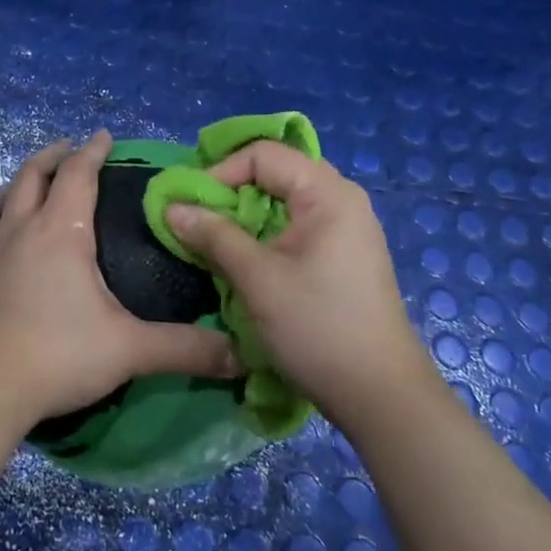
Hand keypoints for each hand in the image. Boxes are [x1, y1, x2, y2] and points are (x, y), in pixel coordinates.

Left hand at [0, 130, 237, 426]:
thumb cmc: (58, 354)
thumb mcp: (129, 349)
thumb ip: (184, 348)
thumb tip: (239, 354)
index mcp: (59, 232)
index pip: (77, 175)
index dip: (92, 152)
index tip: (103, 136)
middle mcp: (18, 233)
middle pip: (30, 177)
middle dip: (51, 157)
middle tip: (67, 149)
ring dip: (10, 190)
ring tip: (21, 189)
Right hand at [164, 142, 428, 430]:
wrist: (379, 395)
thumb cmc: (317, 327)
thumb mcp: (257, 278)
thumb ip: (213, 235)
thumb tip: (171, 207)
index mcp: (328, 194)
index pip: (263, 155)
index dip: (220, 173)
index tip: (190, 206)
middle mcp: (342, 200)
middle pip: (275, 173)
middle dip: (231, 192)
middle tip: (199, 220)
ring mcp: (347, 229)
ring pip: (284, 203)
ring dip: (245, 217)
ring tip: (216, 243)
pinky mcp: (343, 257)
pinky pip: (296, 227)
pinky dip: (265, 235)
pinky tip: (246, 262)